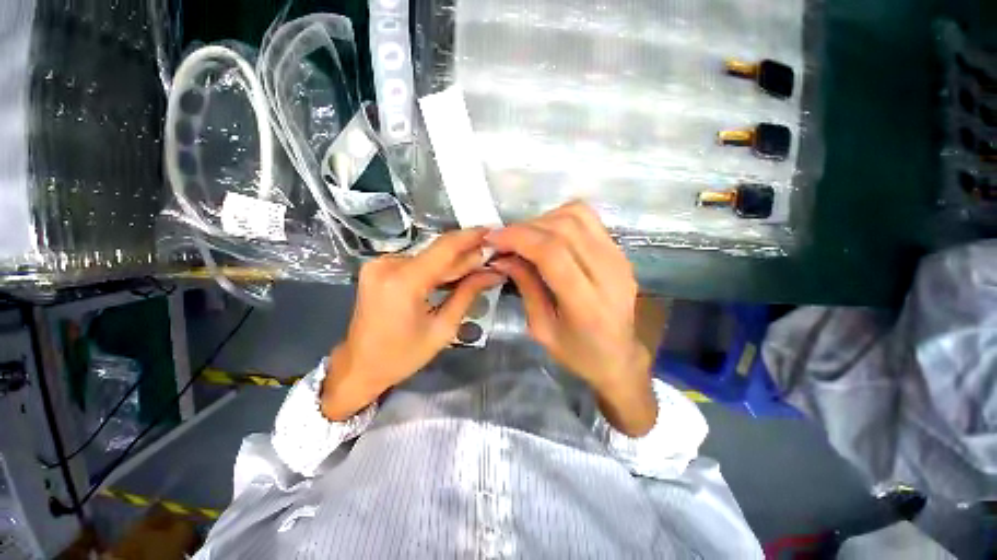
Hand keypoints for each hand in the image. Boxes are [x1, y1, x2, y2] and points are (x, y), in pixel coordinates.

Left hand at [322, 228, 503, 419]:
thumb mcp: (443, 328)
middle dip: (467, 253)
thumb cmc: (403, 355)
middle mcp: (388, 264)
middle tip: (493, 254)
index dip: (471, 237)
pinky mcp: (378, 267)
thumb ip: (468, 294)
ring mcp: (379, 264)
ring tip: (479, 263)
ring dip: (454, 260)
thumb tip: (493, 273)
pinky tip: (455, 271)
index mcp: (403, 282)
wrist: (360, 365)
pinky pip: (417, 261)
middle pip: (438, 252)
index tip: (494, 232)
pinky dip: (437, 266)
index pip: (445, 249)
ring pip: (429, 255)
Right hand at [487, 202, 656, 435]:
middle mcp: (609, 273)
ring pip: (577, 216)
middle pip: (564, 228)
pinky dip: (560, 219)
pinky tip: (546, 235)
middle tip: (504, 239)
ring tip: (524, 237)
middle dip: (525, 227)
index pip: (552, 252)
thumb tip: (502, 256)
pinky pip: (588, 219)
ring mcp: (619, 258)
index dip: (519, 238)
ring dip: (543, 220)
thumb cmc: (577, 352)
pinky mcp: (620, 251)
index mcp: (587, 304)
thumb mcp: (541, 328)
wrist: (619, 356)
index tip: (493, 239)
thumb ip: (525, 286)